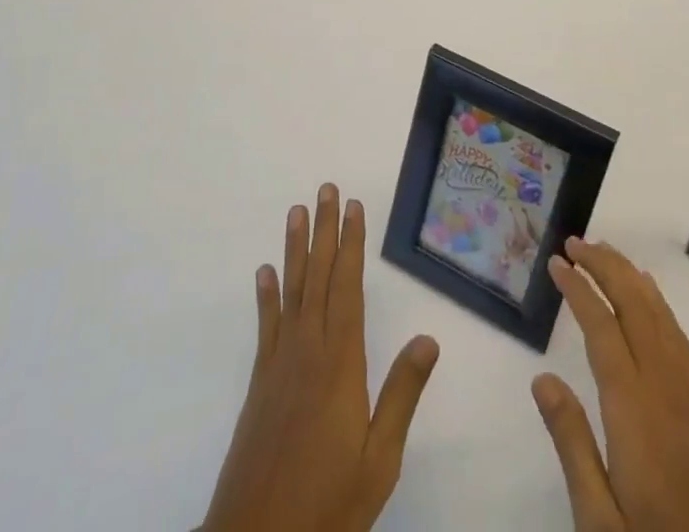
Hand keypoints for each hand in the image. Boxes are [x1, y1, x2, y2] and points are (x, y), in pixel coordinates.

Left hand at [202, 184, 440, 531]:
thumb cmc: (327, 505)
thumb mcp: (378, 460)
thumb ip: (401, 396)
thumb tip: (429, 338)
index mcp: (341, 363)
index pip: (348, 287)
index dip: (352, 244)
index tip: (355, 207)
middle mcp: (308, 350)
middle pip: (319, 277)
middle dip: (325, 230)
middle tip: (326, 189)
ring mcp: (279, 364)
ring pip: (292, 291)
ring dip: (296, 248)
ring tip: (296, 211)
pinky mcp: (259, 384)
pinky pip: (266, 327)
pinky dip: (267, 296)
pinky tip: (265, 272)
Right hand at [532, 239, 688, 531]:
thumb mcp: (599, 521)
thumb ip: (571, 444)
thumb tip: (542, 377)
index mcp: (635, 411)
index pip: (603, 328)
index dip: (579, 289)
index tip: (557, 262)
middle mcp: (668, 389)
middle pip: (636, 307)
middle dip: (605, 267)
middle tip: (575, 242)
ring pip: (661, 316)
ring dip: (631, 278)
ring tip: (605, 252)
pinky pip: (680, 338)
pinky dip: (658, 304)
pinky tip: (649, 298)